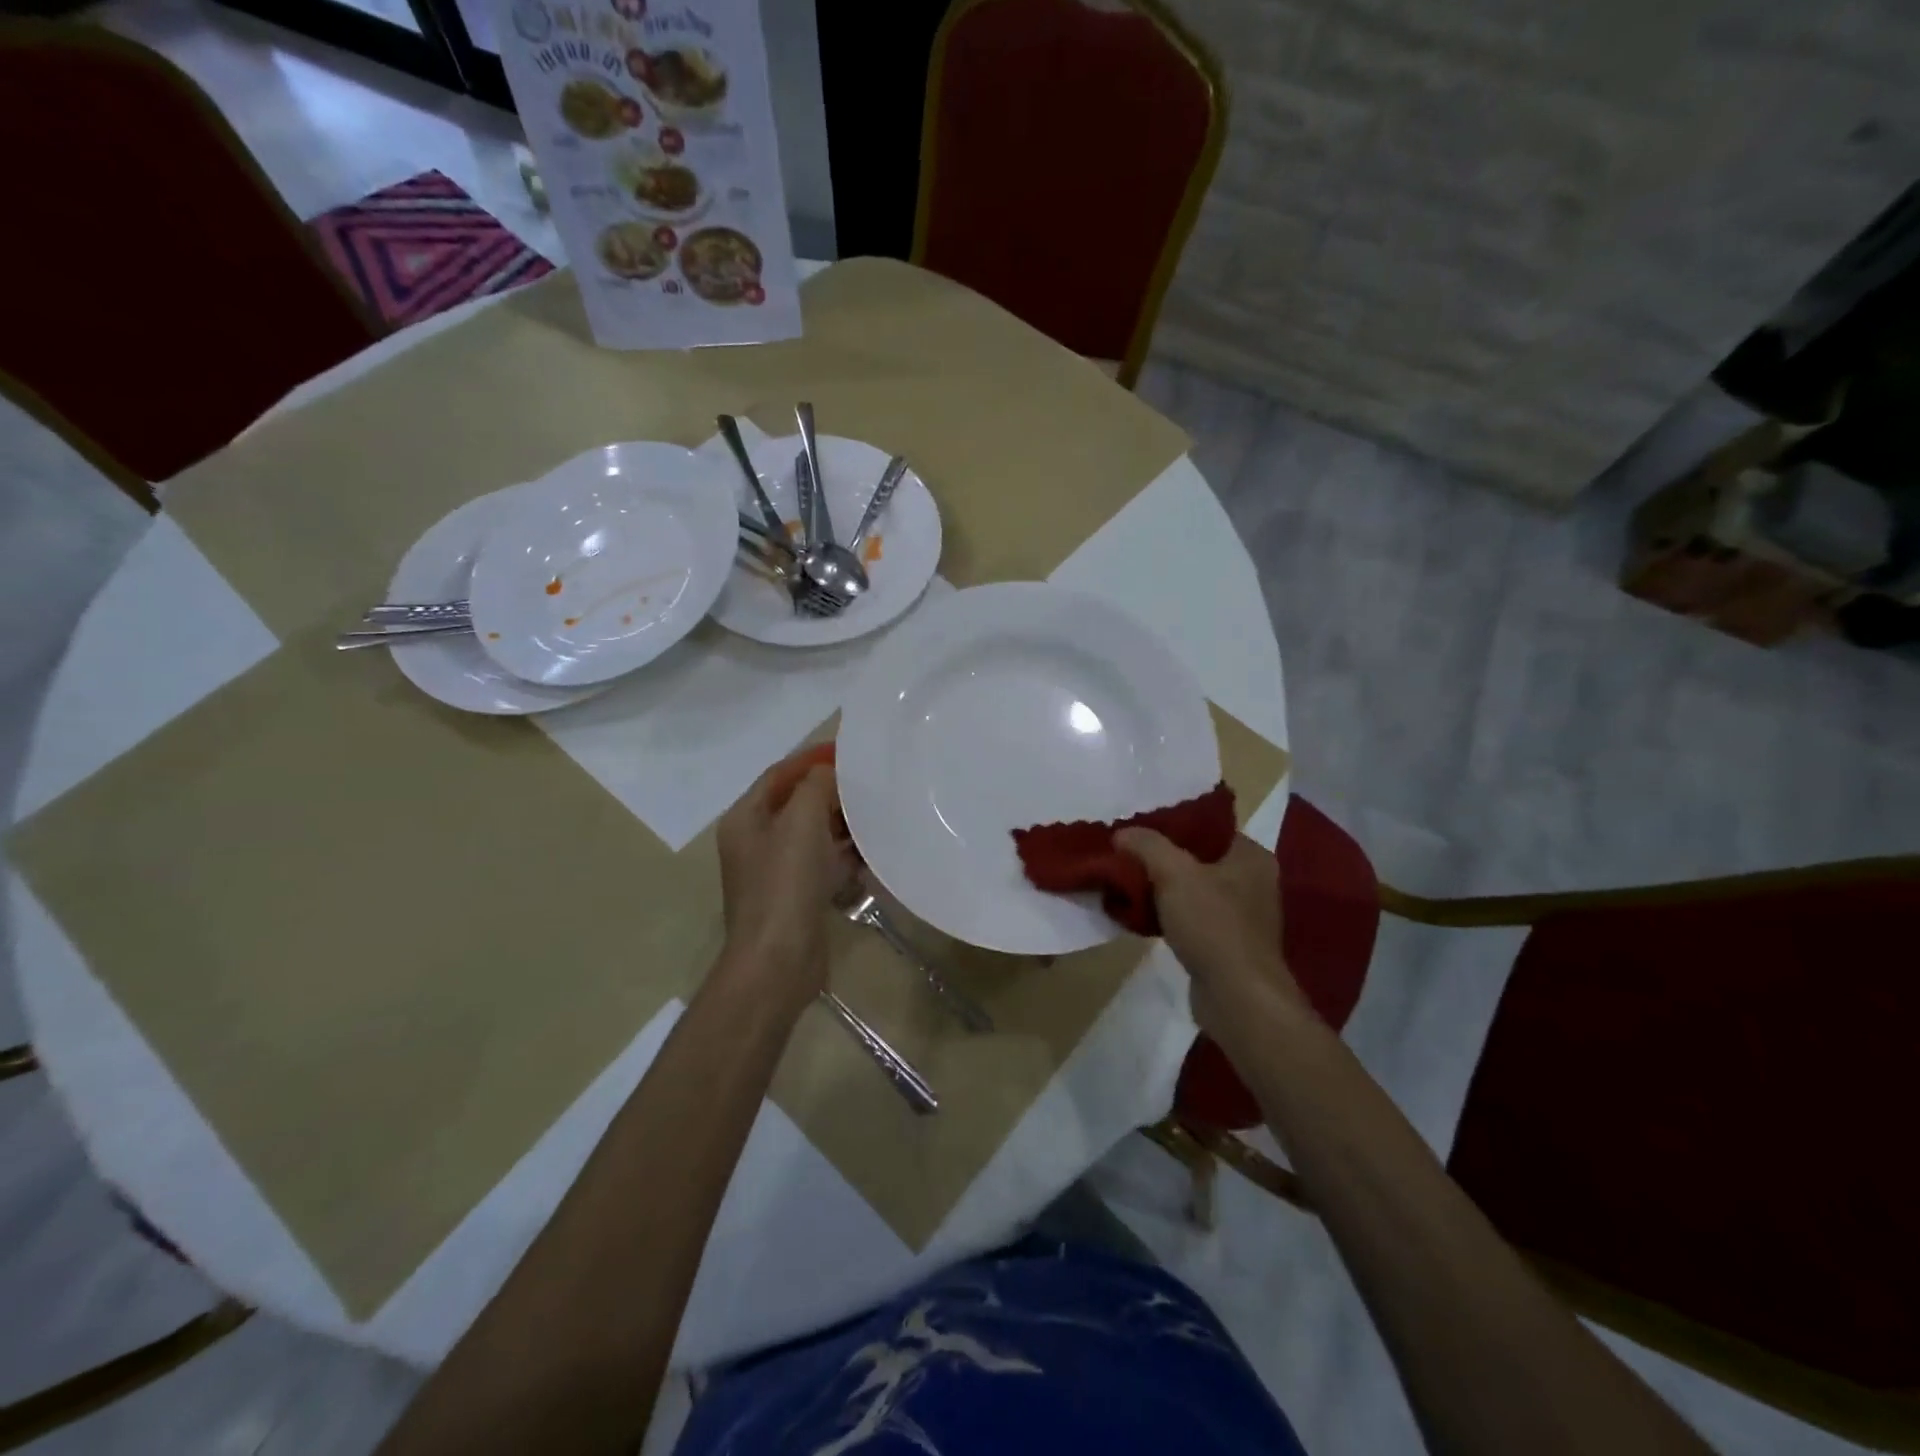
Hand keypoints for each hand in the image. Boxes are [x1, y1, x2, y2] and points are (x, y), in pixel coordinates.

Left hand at [714, 751, 856, 1017]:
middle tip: (870, 785)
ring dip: (842, 824)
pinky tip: (872, 853)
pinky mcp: (797, 896)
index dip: (811, 759)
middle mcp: (756, 841)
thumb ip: (816, 785)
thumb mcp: (800, 820)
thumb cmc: (785, 883)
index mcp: (746, 818)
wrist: (779, 961)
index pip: (779, 774)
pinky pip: (823, 863)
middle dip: (832, 793)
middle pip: (797, 803)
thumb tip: (828, 771)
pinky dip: (844, 855)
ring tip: (878, 816)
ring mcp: (776, 872)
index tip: (848, 751)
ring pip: (813, 834)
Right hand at [1113, 829, 1303, 1037]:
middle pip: (1195, 858)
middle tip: (1124, 854)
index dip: (1170, 824)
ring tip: (1123, 882)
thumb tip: (1122, 833)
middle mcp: (1251, 881)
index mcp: (1250, 856)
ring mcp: (1240, 916)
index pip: (1206, 827)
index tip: (1136, 827)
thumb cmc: (1214, 926)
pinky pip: (1188, 918)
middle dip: (1158, 858)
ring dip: (1158, 888)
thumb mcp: (1174, 873)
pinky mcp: (1224, 944)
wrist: (1237, 999)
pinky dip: (1164, 915)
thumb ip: (1147, 845)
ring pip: (1189, 889)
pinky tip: (1135, 915)